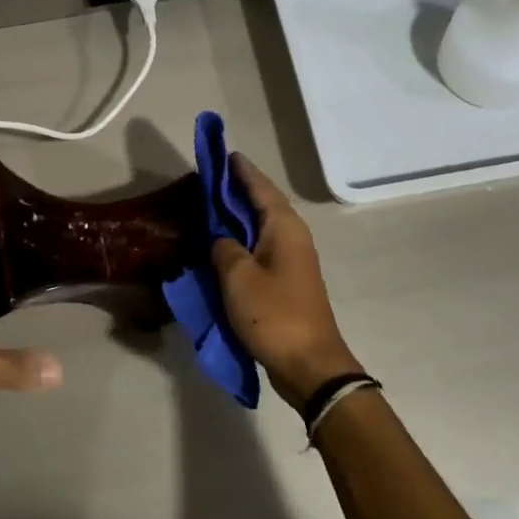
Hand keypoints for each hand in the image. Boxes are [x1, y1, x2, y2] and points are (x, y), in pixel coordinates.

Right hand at [211, 153, 365, 408]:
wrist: (310, 365)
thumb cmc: (274, 315)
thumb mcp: (238, 277)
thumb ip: (224, 248)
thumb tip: (221, 238)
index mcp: (283, 227)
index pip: (260, 187)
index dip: (240, 170)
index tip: (222, 154)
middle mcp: (292, 236)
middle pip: (262, 203)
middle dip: (237, 190)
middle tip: (208, 179)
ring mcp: (291, 260)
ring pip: (261, 226)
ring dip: (238, 216)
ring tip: (210, 207)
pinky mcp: (286, 281)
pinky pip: (260, 248)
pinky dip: (241, 240)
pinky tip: (222, 245)